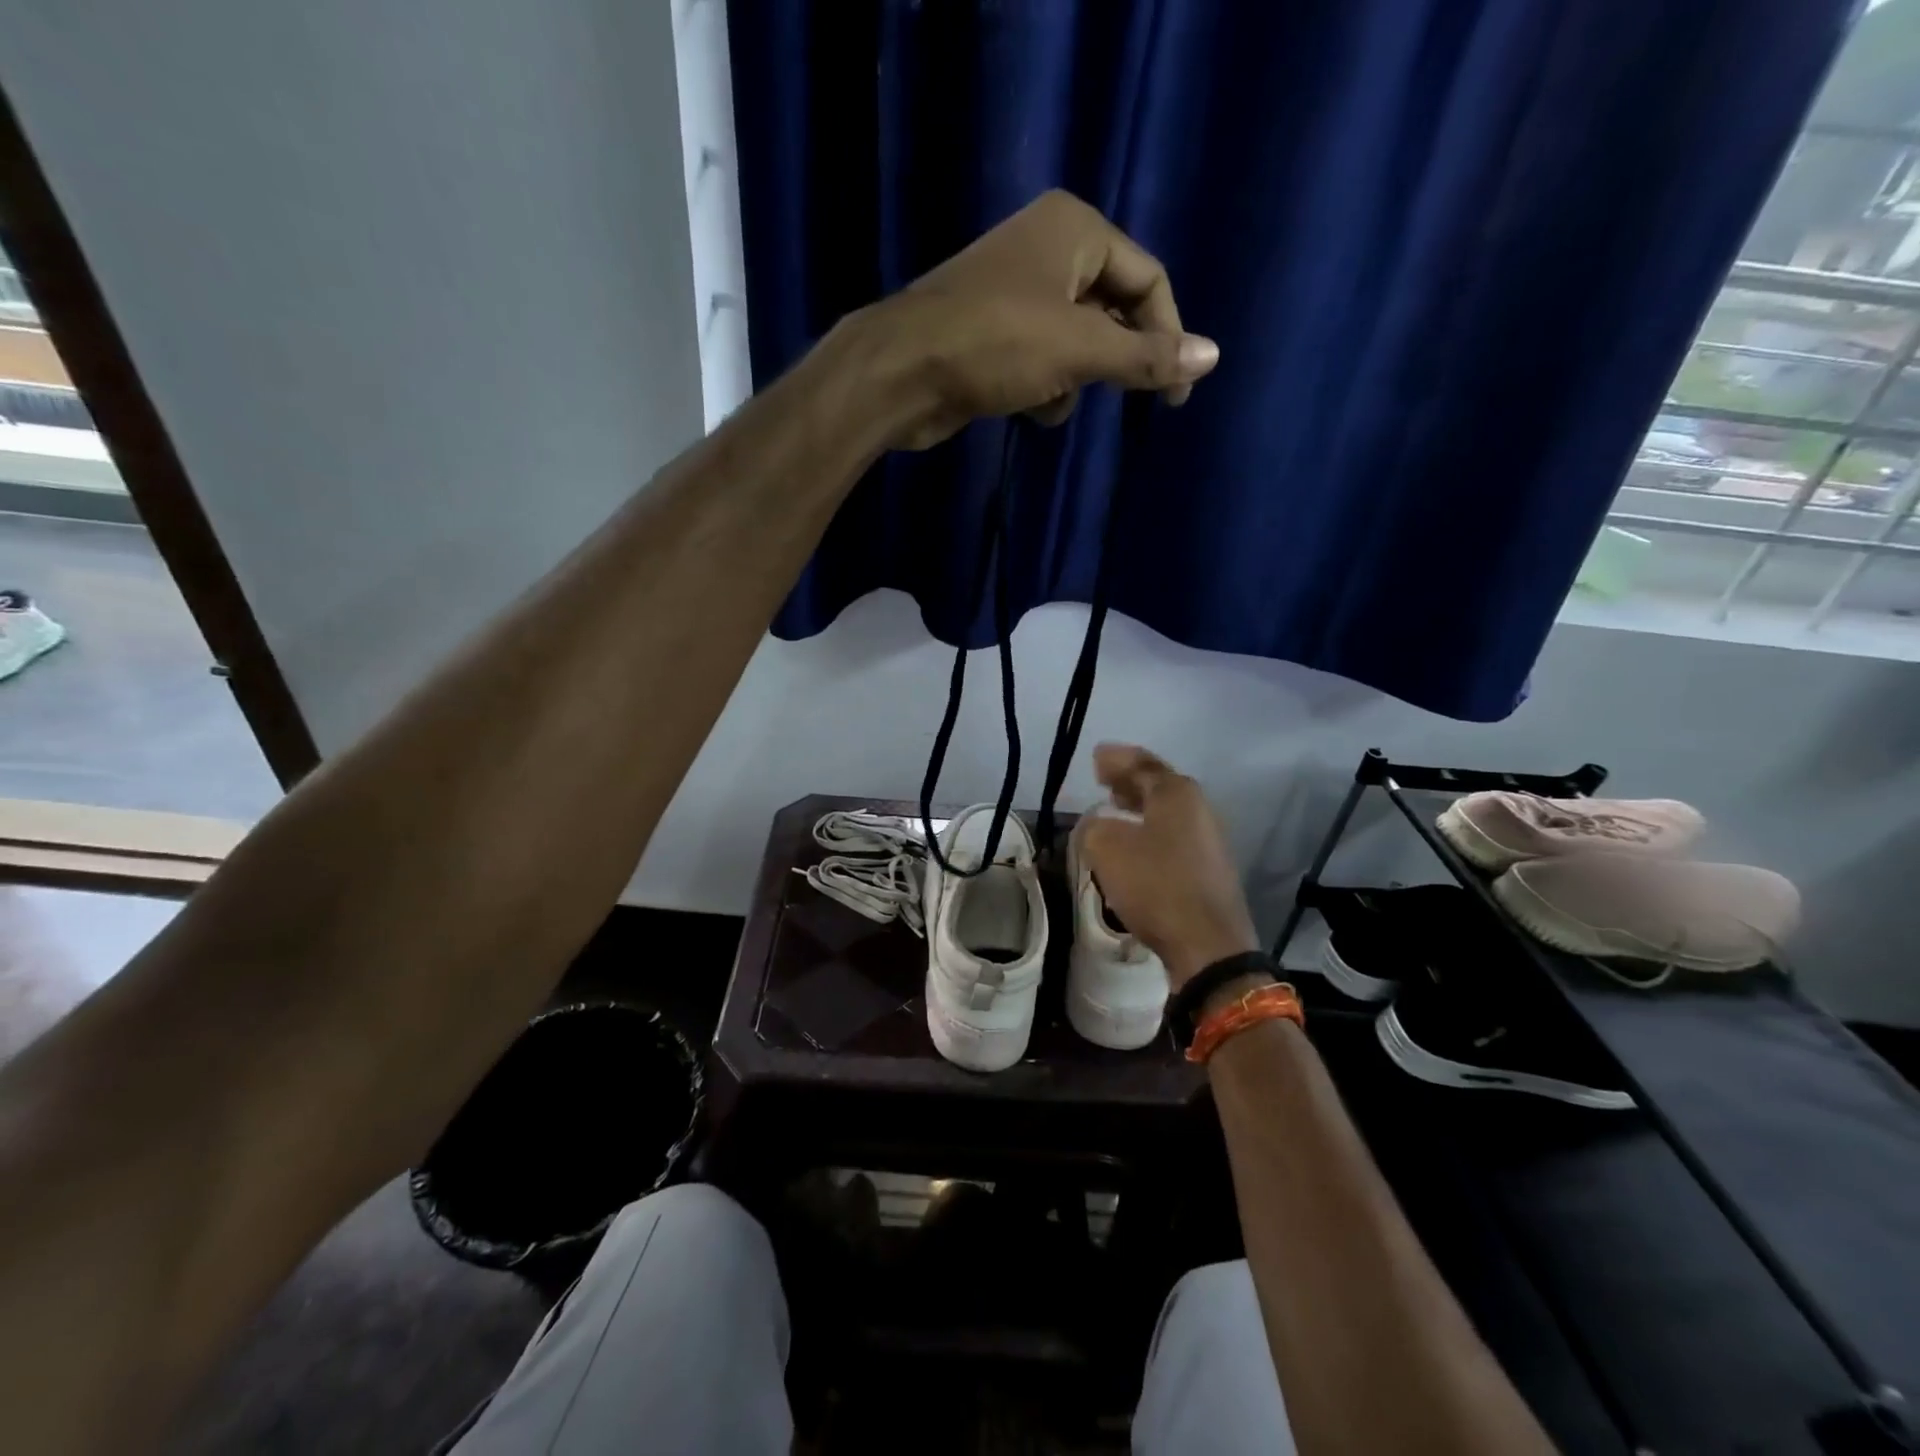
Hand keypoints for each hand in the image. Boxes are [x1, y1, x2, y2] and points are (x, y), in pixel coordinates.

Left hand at [845, 190, 1219, 450]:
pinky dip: (1043, 386)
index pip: (1148, 280)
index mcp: (1076, 229)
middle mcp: (1048, 248)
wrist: (902, 373)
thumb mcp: (1080, 349)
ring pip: (1077, 342)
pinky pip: (1042, 359)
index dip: (1168, 337)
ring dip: (1075, 379)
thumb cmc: (996, 344)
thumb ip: (1145, 355)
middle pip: (1113, 310)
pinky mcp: (992, 333)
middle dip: (1113, 360)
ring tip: (1052, 398)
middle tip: (1125, 400)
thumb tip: (1213, 356)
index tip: (1175, 395)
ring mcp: (1016, 291)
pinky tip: (1028, 406)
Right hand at [1079, 744, 1260, 991]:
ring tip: (1115, 808)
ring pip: (1167, 813)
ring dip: (1140, 808)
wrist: (1207, 944)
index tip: (1095, 757)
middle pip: (1159, 785)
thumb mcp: (1106, 848)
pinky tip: (1134, 846)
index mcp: (1177, 793)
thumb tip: (1097, 824)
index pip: (1142, 764)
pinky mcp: (1208, 870)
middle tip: (1103, 778)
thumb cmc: (1156, 885)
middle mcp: (1198, 809)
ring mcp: (1207, 840)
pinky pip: (1172, 837)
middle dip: (1129, 781)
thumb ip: (1093, 826)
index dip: (1116, 759)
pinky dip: (1150, 832)